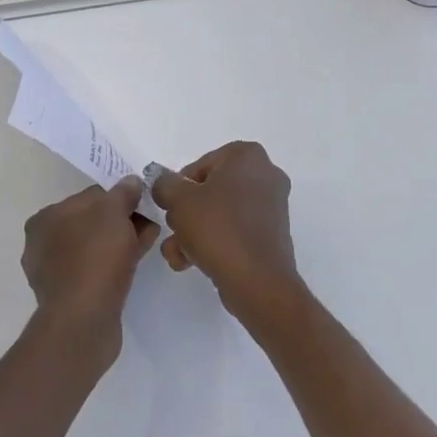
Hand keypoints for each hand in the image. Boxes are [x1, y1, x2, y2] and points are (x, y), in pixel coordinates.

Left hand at [21, 177, 158, 363]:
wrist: (83, 321)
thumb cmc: (94, 256)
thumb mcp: (113, 212)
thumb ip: (123, 192)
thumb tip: (131, 182)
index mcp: (45, 218)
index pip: (90, 196)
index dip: (120, 197)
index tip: (143, 203)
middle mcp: (44, 243)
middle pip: (93, 222)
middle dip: (123, 220)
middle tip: (151, 222)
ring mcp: (55, 272)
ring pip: (97, 246)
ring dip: (123, 240)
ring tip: (150, 239)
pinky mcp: (69, 296)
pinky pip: (97, 268)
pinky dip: (116, 262)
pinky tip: (137, 261)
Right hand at [150, 142, 310, 334]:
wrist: (257, 280)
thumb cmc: (218, 228)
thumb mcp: (178, 200)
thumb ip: (164, 184)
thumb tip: (165, 184)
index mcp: (247, 156)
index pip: (201, 164)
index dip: (180, 187)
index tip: (171, 207)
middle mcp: (266, 175)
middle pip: (210, 190)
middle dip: (187, 214)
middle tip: (175, 231)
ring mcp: (272, 206)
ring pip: (220, 214)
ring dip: (194, 232)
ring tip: (178, 254)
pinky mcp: (271, 235)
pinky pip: (235, 231)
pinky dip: (214, 243)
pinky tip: (192, 263)